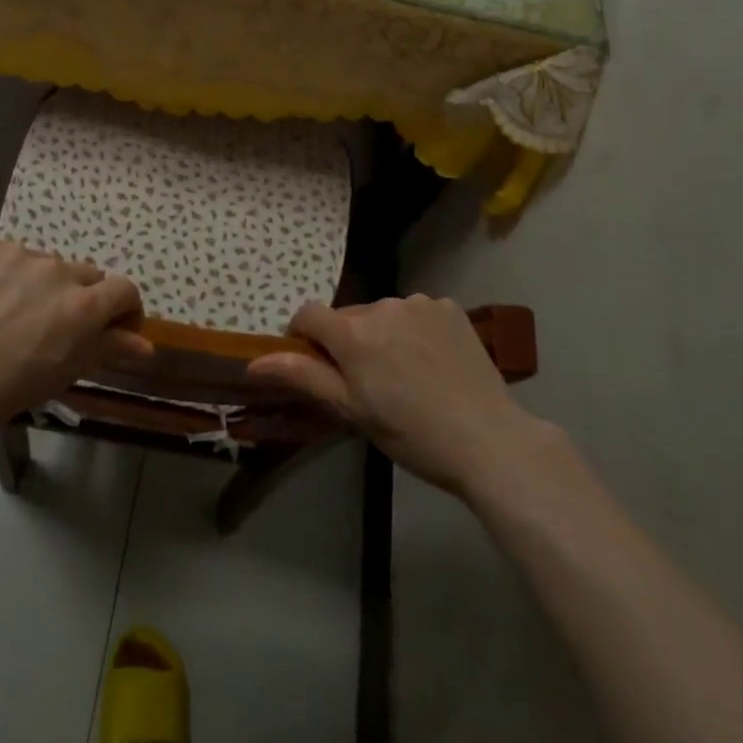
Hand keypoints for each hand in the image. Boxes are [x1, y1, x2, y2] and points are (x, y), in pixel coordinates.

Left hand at [0, 234, 147, 445]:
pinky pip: (9, 257)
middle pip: (87, 277)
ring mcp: (16, 253)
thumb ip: (106, 350)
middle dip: (83, 301)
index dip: (126, 311)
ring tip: (11, 318)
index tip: (114, 331)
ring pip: (47, 266)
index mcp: (80, 305)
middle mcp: (55, 269)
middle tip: (55, 331)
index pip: (124, 290)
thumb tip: (146, 345)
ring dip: (43, 287)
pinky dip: (7, 276)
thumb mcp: (58, 376)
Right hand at [249, 296, 547, 497]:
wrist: (487, 439)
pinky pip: (416, 312)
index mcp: (353, 333)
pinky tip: (432, 362)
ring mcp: (419, 303)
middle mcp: (382, 306)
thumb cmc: (411, 433)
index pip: (308, 314)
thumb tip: (254, 361)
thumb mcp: (351, 410)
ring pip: (383, 314)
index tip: (315, 364)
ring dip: (382, 334)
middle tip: (367, 382)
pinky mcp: (449, 307)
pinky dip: (414, 330)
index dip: (304, 336)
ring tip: (405, 374)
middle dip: (347, 342)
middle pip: (348, 317)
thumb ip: (303, 377)